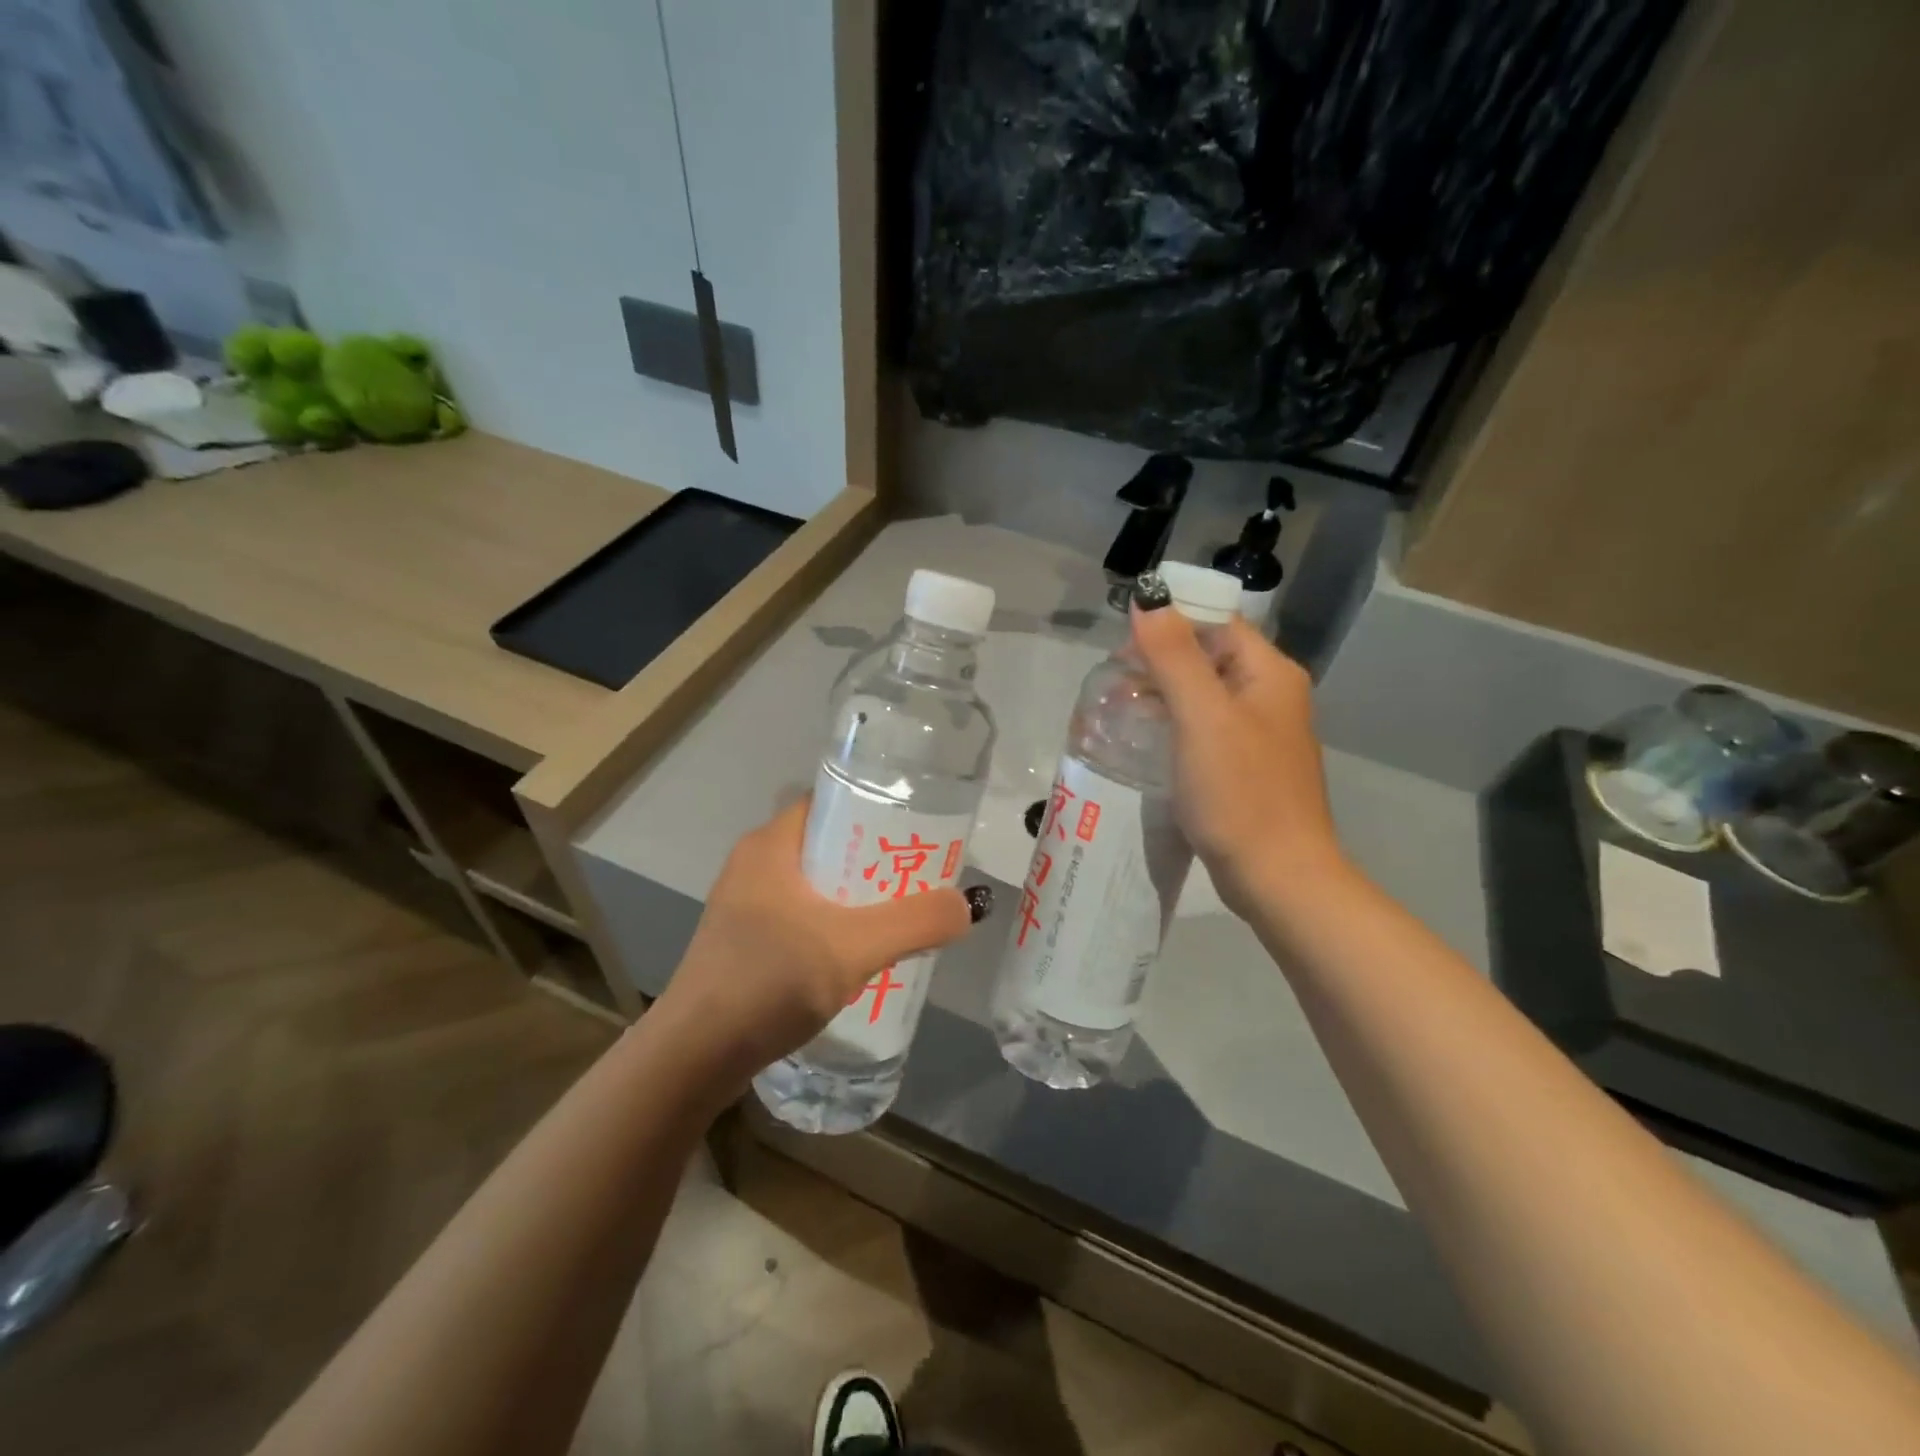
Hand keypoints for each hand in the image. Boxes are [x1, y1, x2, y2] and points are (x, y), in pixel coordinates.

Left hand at [658, 798, 975, 1087]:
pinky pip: (800, 917)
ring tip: (900, 916)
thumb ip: (915, 923)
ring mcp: (744, 905)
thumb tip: (967, 905)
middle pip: (828, 844)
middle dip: (874, 859)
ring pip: (815, 885)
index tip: (916, 831)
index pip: (830, 803)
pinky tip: (859, 955)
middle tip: (919, 878)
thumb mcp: (853, 948)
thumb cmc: (768, 981)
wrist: (693, 1058)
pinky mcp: (743, 942)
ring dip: (856, 898)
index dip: (874, 809)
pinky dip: (833, 926)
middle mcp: (754, 864)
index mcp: (771, 845)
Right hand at [1130, 604, 1344, 916]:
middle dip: (1161, 660)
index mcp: (1269, 673)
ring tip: (1121, 708)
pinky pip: (1206, 729)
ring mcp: (1260, 734)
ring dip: (1164, 694)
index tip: (1123, 646)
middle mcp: (1271, 696)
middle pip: (1209, 656)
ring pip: (1205, 695)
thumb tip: (1149, 598)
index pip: (1216, 623)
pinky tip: (1148, 742)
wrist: (1278, 876)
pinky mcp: (1247, 767)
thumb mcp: (1201, 717)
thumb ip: (1173, 655)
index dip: (1170, 623)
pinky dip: (1176, 726)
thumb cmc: (1239, 792)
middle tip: (1115, 682)